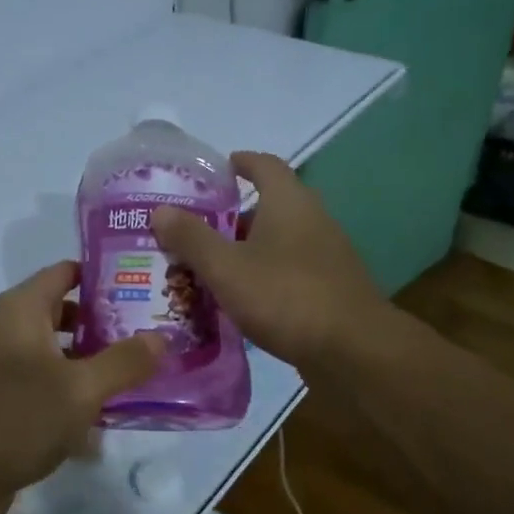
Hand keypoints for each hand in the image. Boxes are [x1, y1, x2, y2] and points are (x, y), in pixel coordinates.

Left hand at [0, 261, 163, 506]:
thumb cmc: (16, 419)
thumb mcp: (80, 389)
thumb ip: (124, 361)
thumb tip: (161, 336)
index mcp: (20, 309)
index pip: (67, 272)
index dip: (106, 275)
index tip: (148, 286)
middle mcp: (9, 329)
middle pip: (66, 311)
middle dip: (109, 321)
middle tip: (156, 331)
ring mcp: (4, 366)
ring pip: (59, 351)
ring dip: (96, 360)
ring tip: (144, 369)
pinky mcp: (5, 400)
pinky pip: (49, 383)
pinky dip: (76, 389)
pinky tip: (111, 411)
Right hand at [153, 152, 389, 377]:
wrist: (353, 350)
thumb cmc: (285, 296)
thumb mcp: (226, 267)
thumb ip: (192, 238)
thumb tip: (160, 210)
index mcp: (289, 202)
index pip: (264, 165)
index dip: (239, 163)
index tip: (215, 171)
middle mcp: (312, 219)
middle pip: (269, 206)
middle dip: (233, 216)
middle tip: (195, 229)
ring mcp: (326, 255)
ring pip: (278, 241)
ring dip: (246, 249)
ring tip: (209, 267)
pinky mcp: (330, 288)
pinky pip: (289, 270)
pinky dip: (263, 276)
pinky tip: (240, 300)